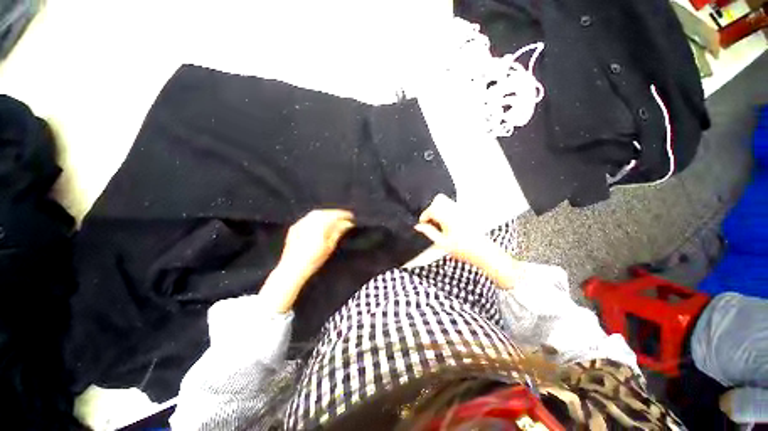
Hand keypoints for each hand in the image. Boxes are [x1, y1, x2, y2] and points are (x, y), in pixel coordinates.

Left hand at [260, 209, 354, 312]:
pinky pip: (308, 218)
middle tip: (344, 218)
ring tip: (334, 220)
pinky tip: (320, 223)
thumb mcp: (330, 246)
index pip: (335, 215)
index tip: (352, 217)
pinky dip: (316, 218)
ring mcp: (301, 222)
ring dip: (326, 215)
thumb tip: (347, 224)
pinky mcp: (294, 227)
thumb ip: (338, 231)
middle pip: (325, 212)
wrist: (292, 268)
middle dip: (335, 213)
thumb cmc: (314, 259)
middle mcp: (310, 220)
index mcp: (320, 224)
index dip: (345, 215)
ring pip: (316, 214)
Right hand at [414, 194, 520, 288]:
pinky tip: (448, 225)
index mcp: (447, 217)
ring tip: (439, 224)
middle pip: (438, 200)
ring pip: (445, 201)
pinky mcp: (466, 213)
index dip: (424, 217)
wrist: (483, 252)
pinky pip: (452, 206)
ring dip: (439, 209)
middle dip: (431, 210)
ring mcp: (462, 211)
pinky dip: (446, 211)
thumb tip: (418, 226)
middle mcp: (455, 210)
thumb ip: (428, 232)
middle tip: (431, 222)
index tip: (423, 225)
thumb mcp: (441, 243)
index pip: (430, 209)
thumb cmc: (464, 249)